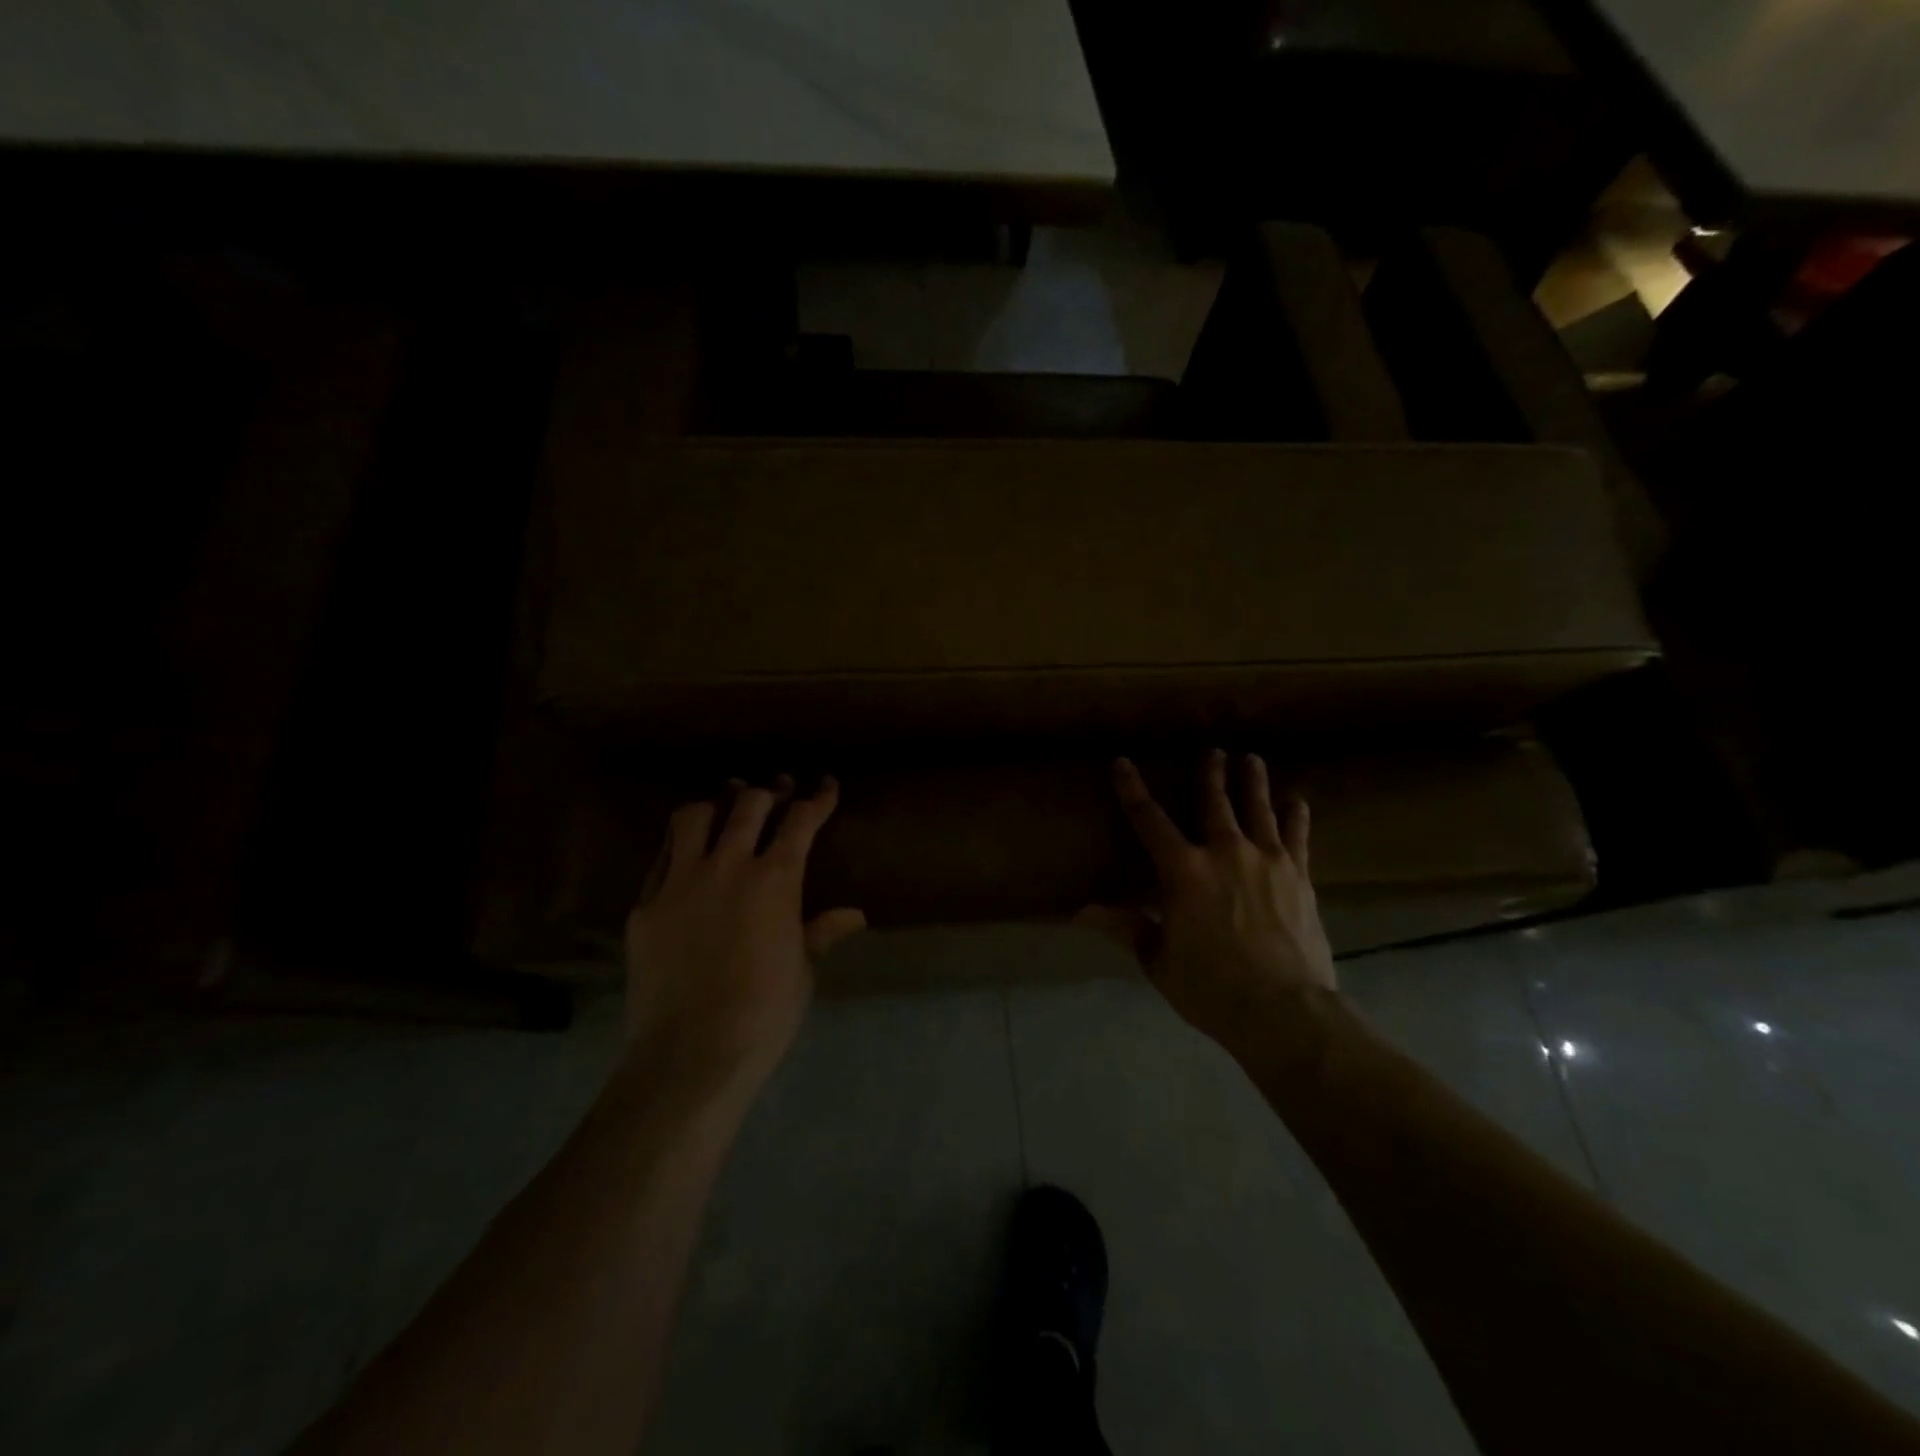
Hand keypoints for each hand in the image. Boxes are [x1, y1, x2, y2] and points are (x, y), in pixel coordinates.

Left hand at [623, 775, 865, 1099]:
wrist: (691, 1054)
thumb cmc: (763, 1014)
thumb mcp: (802, 970)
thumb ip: (821, 932)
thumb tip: (855, 915)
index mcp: (775, 880)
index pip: (801, 821)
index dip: (818, 799)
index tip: (827, 784)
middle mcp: (727, 866)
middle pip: (748, 805)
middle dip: (769, 792)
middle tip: (779, 790)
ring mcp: (680, 882)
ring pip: (694, 817)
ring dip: (716, 805)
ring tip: (725, 806)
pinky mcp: (645, 905)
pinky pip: (661, 858)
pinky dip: (679, 846)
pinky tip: (686, 855)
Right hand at [1080, 750, 1336, 1055]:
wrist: (1284, 1011)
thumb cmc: (1211, 987)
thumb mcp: (1158, 959)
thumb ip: (1126, 926)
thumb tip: (1080, 911)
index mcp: (1183, 871)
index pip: (1148, 820)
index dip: (1132, 790)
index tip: (1123, 764)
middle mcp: (1225, 853)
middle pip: (1214, 802)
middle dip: (1211, 774)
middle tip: (1214, 751)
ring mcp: (1267, 861)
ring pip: (1258, 809)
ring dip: (1253, 782)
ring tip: (1251, 759)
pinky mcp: (1300, 877)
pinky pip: (1297, 837)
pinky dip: (1296, 817)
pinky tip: (1298, 802)